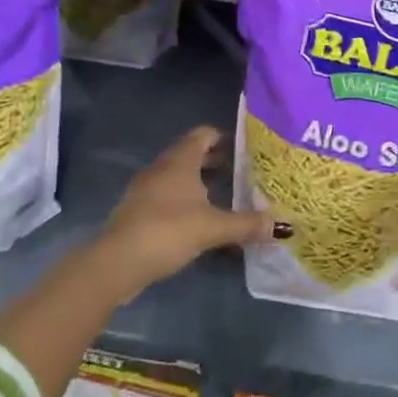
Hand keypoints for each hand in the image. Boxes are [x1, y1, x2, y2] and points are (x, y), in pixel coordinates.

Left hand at [90, 126, 276, 300]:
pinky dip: (182, 200)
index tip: (244, 149)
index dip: (223, 137)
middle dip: (214, 161)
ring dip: (197, 181)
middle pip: (190, 154)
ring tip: (222, 196)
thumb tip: (280, 226)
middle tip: (239, 173)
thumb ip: (246, 225)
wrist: (117, 262)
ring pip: (176, 176)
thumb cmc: (168, 230)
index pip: (203, 134)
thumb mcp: (213, 228)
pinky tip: (197, 220)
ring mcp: (145, 189)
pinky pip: (165, 195)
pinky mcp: (136, 211)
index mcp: (180, 161)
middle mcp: (161, 168)